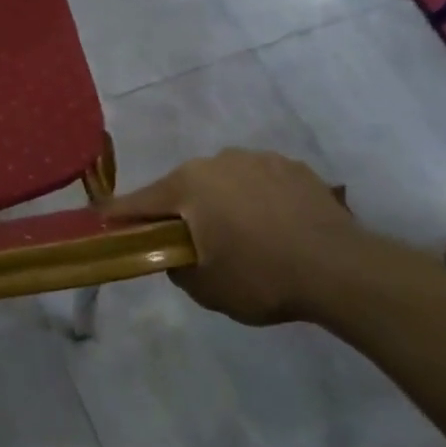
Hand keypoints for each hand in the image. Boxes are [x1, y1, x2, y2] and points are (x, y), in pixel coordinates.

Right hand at [104, 150, 362, 324]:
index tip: (102, 220)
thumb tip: (175, 254)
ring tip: (241, 236)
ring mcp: (257, 159)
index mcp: (186, 185)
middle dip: (179, 211)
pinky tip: (274, 227)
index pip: (138, 202)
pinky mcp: (293, 167)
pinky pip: (258, 182)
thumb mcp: (205, 287)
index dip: (118, 216)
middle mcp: (216, 161)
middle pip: (182, 188)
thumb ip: (175, 266)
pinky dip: (256, 200)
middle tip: (189, 242)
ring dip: (220, 202)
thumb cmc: (262, 277)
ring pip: (222, 182)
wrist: (343, 270)